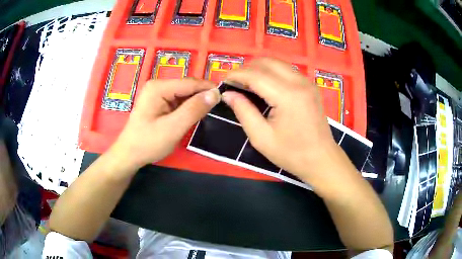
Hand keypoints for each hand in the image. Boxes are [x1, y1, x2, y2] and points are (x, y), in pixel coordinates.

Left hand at [110, 79, 219, 170]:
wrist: (130, 155)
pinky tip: (196, 115)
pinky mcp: (160, 102)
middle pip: (188, 87)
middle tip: (221, 108)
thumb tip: (215, 94)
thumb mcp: (173, 128)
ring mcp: (158, 93)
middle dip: (203, 96)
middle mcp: (158, 85)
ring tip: (211, 112)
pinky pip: (179, 101)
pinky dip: (189, 107)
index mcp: (159, 87)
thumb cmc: (148, 143)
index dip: (209, 89)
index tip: (226, 98)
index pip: (190, 83)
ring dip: (197, 103)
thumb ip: (194, 110)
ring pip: (185, 94)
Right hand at [223, 58, 348, 185]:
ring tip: (248, 84)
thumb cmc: (291, 154)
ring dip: (260, 69)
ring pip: (278, 63)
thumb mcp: (261, 137)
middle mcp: (299, 82)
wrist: (321, 159)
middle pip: (267, 62)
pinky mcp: (310, 86)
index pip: (256, 75)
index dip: (236, 75)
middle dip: (247, 68)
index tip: (223, 80)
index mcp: (287, 96)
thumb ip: (243, 112)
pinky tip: (266, 86)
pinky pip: (287, 70)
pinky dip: (272, 72)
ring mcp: (307, 82)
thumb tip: (228, 94)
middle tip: (236, 83)